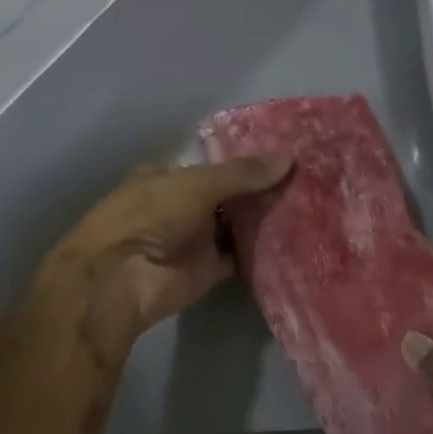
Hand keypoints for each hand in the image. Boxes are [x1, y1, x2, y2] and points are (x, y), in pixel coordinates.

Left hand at [39, 156, 291, 367]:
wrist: (123, 279)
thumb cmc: (151, 214)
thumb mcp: (198, 182)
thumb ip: (243, 173)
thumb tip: (290, 158)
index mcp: (168, 175)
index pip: (211, 164)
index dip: (243, 160)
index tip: (282, 154)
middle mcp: (181, 204)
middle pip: (227, 194)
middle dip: (258, 189)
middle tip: (304, 178)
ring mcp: (194, 238)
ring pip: (235, 224)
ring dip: (262, 218)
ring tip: (309, 202)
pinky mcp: (208, 268)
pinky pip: (240, 255)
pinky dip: (261, 249)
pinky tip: (293, 237)